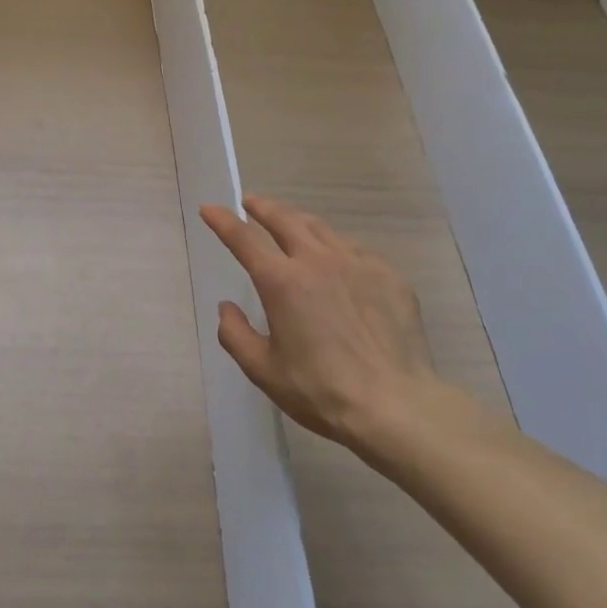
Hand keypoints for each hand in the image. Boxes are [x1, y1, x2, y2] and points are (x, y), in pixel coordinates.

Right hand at [200, 195, 483, 472]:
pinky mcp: (389, 276)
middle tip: (251, 202)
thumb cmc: (320, 390)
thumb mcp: (263, 370)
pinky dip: (335, 246)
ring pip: (322, 229)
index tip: (211, 209)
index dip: (223, 221)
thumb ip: (236, 335)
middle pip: (285, 220)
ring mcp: (358, 264)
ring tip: (290, 222)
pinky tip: (336, 258)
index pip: (244, 239)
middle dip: (264, 208)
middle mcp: (317, 261)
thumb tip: (227, 308)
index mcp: (282, 282)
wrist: (395, 404)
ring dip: (298, 221)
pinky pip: (354, 249)